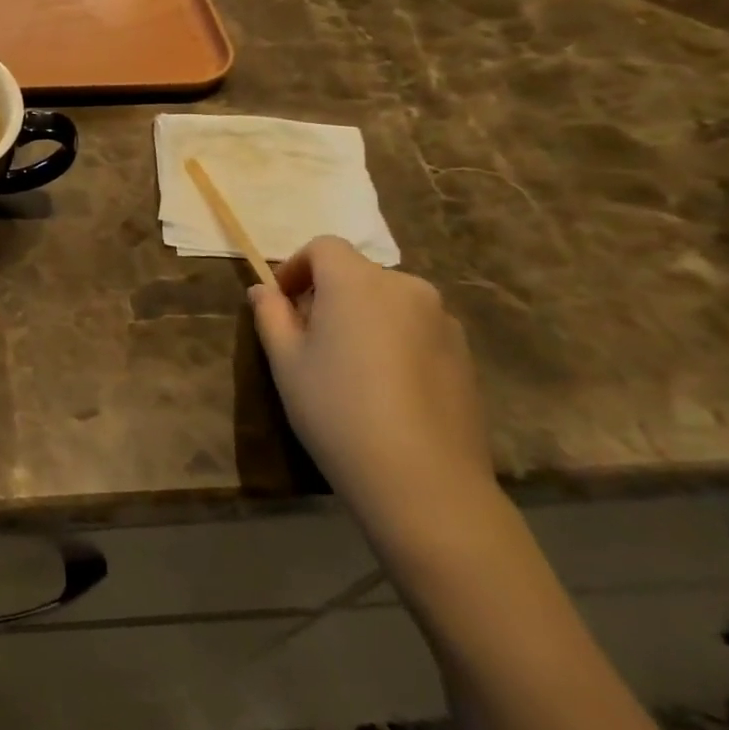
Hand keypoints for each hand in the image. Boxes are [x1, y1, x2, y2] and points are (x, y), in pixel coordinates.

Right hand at [250, 237, 495, 545]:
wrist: (424, 482)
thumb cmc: (338, 411)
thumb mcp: (286, 362)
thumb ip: (271, 315)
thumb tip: (264, 290)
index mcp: (357, 282)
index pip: (323, 247)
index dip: (296, 268)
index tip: (281, 305)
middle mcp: (406, 288)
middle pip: (357, 274)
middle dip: (328, 295)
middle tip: (309, 341)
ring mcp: (443, 321)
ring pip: (388, 303)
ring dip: (362, 317)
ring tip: (348, 368)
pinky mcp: (465, 354)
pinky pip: (416, 329)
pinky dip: (393, 340)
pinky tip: (385, 389)